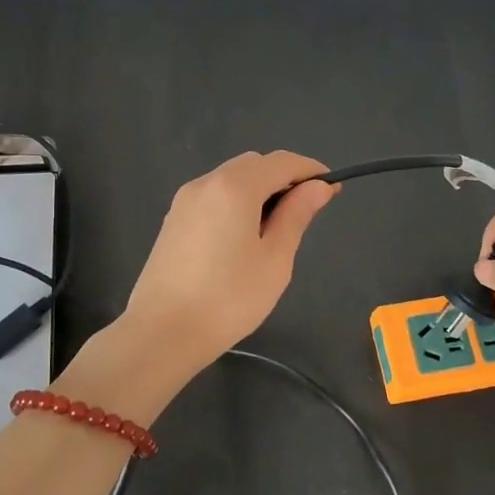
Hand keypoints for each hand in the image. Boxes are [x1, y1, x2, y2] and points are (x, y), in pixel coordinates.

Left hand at [124, 151, 338, 369]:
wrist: (162, 332)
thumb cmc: (228, 298)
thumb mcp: (275, 259)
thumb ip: (296, 215)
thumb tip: (317, 186)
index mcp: (234, 187)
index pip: (281, 162)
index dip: (310, 171)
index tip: (332, 191)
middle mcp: (205, 183)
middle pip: (253, 165)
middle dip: (283, 178)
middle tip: (305, 212)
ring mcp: (184, 201)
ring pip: (230, 179)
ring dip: (258, 190)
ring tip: (276, 229)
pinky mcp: (173, 221)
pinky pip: (212, 197)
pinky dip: (236, 203)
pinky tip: (243, 237)